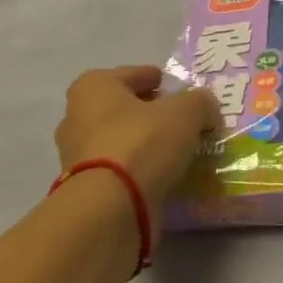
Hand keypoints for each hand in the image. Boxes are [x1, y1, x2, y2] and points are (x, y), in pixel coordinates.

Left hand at [54, 66, 220, 214]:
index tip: (180, 92)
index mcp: (94, 87)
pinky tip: (163, 176)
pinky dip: (138, 171)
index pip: (134, 74)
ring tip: (178, 152)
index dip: (159, 80)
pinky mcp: (84, 188)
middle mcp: (77, 116)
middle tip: (182, 122)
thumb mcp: (186, 112)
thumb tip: (206, 108)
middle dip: (151, 113)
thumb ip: (200, 102)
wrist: (110, 208)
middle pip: (124, 108)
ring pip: (120, 141)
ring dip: (145, 145)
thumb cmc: (142, 143)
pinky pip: (119, 170)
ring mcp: (76, 156)